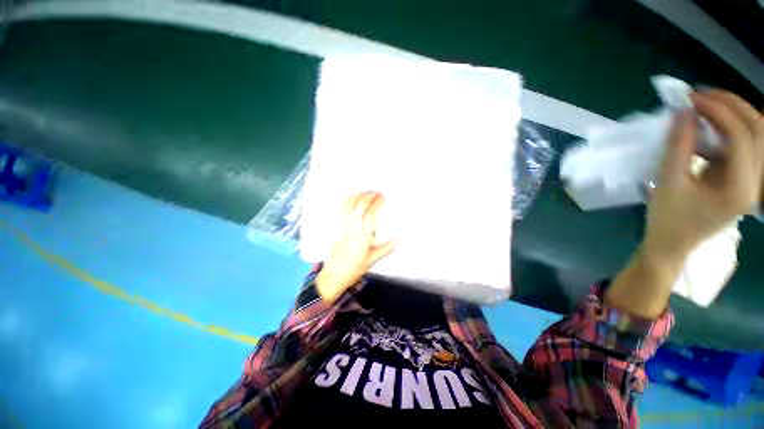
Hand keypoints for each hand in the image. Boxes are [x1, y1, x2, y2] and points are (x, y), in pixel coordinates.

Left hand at [316, 192, 396, 301]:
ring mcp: (343, 227)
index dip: (377, 204)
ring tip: (367, 192)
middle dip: (369, 196)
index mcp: (363, 239)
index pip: (370, 216)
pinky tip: (355, 197)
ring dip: (358, 196)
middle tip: (377, 193)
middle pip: (359, 207)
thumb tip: (399, 239)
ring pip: (349, 206)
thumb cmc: (355, 269)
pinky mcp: (337, 227)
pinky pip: (342, 210)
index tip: (383, 198)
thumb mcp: (373, 260)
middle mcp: (353, 230)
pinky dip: (349, 200)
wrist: (334, 274)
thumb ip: (386, 248)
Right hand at [644, 90, 763, 262]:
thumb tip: (684, 112)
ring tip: (705, 106)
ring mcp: (754, 180)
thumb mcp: (668, 182)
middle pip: (758, 130)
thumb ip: (678, 146)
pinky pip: (746, 143)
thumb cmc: (668, 218)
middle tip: (700, 96)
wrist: (674, 243)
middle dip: (731, 105)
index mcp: (740, 189)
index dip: (719, 111)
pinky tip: (708, 127)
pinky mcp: (745, 177)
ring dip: (733, 113)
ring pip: (757, 133)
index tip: (691, 99)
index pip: (742, 137)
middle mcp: (756, 182)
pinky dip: (729, 128)